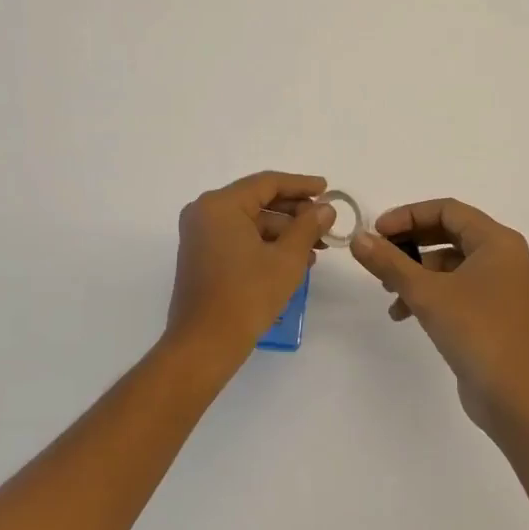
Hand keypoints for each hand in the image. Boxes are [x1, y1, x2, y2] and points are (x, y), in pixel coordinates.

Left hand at [165, 170, 332, 372]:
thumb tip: (326, 208)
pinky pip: (239, 237)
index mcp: (220, 205)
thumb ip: (308, 226)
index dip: (301, 184)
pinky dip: (266, 244)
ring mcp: (201, 235)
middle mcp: (205, 212)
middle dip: (295, 212)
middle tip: (326, 222)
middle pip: (258, 200)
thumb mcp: (286, 259)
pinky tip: (294, 259)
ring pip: (251, 221)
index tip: (328, 188)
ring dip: (284, 231)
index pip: (267, 183)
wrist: (204, 346)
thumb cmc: (246, 296)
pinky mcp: (202, 255)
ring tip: (317, 247)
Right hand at [351, 198, 528, 434]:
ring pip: (449, 263)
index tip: (377, 231)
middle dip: (409, 243)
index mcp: (496, 241)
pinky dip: (429, 293)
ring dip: (415, 271)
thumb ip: (390, 263)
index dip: (408, 215)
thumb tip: (358, 239)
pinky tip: (402, 313)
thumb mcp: (427, 293)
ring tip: (386, 289)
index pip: (447, 210)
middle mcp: (502, 256)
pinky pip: (455, 287)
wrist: (516, 399)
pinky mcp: (492, 311)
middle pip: (447, 233)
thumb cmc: (477, 332)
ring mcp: (499, 285)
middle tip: (378, 253)